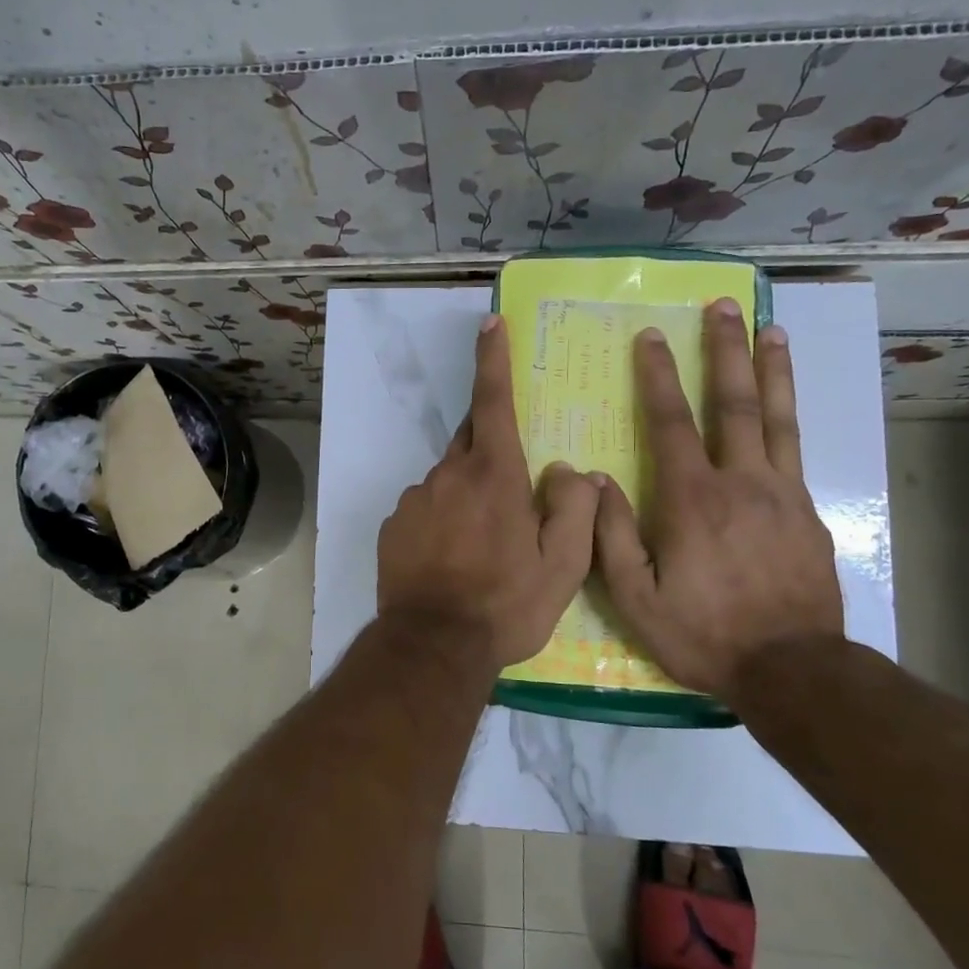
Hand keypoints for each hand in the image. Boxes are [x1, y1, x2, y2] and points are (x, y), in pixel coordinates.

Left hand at [378, 315, 599, 669]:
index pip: (494, 401)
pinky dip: (442, 520)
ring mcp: (415, 500)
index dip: (493, 359)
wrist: (434, 645)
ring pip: (449, 480)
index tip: (490, 323)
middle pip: (472, 440)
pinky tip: (452, 559)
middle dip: (492, 446)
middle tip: (511, 486)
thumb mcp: (563, 565)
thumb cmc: (506, 604)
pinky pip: (425, 508)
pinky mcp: (394, 526)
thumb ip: (573, 509)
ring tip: (484, 545)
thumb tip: (568, 472)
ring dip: (468, 494)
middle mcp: (448, 475)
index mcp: (493, 475)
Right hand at [593, 299, 842, 696]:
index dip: (659, 376)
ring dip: (771, 369)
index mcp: (692, 500)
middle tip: (724, 306)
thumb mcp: (636, 598)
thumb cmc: (703, 634)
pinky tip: (786, 403)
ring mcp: (782, 494)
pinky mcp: (808, 513)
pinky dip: (790, 416)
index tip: (652, 337)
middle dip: (725, 351)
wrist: (792, 669)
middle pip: (735, 403)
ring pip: (778, 418)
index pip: (672, 423)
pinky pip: (796, 451)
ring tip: (770, 328)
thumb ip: (610, 535)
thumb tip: (595, 480)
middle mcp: (741, 482)